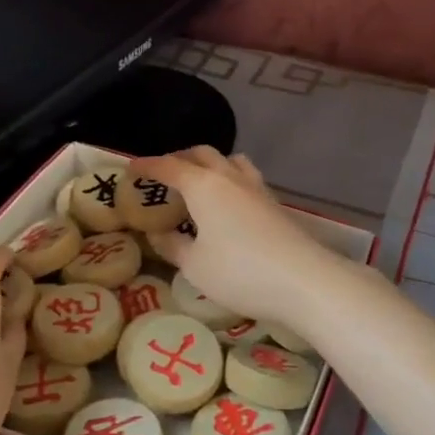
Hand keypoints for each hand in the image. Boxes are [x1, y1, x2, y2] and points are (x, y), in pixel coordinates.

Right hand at [126, 147, 337, 330]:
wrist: (303, 280)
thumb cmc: (239, 272)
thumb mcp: (195, 266)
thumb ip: (173, 246)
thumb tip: (158, 233)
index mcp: (203, 186)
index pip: (169, 166)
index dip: (148, 166)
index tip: (131, 168)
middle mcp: (230, 177)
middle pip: (202, 154)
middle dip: (179, 159)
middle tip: (164, 176)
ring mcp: (257, 188)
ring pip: (229, 161)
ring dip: (210, 165)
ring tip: (198, 184)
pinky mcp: (274, 203)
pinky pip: (245, 178)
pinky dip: (229, 180)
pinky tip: (228, 203)